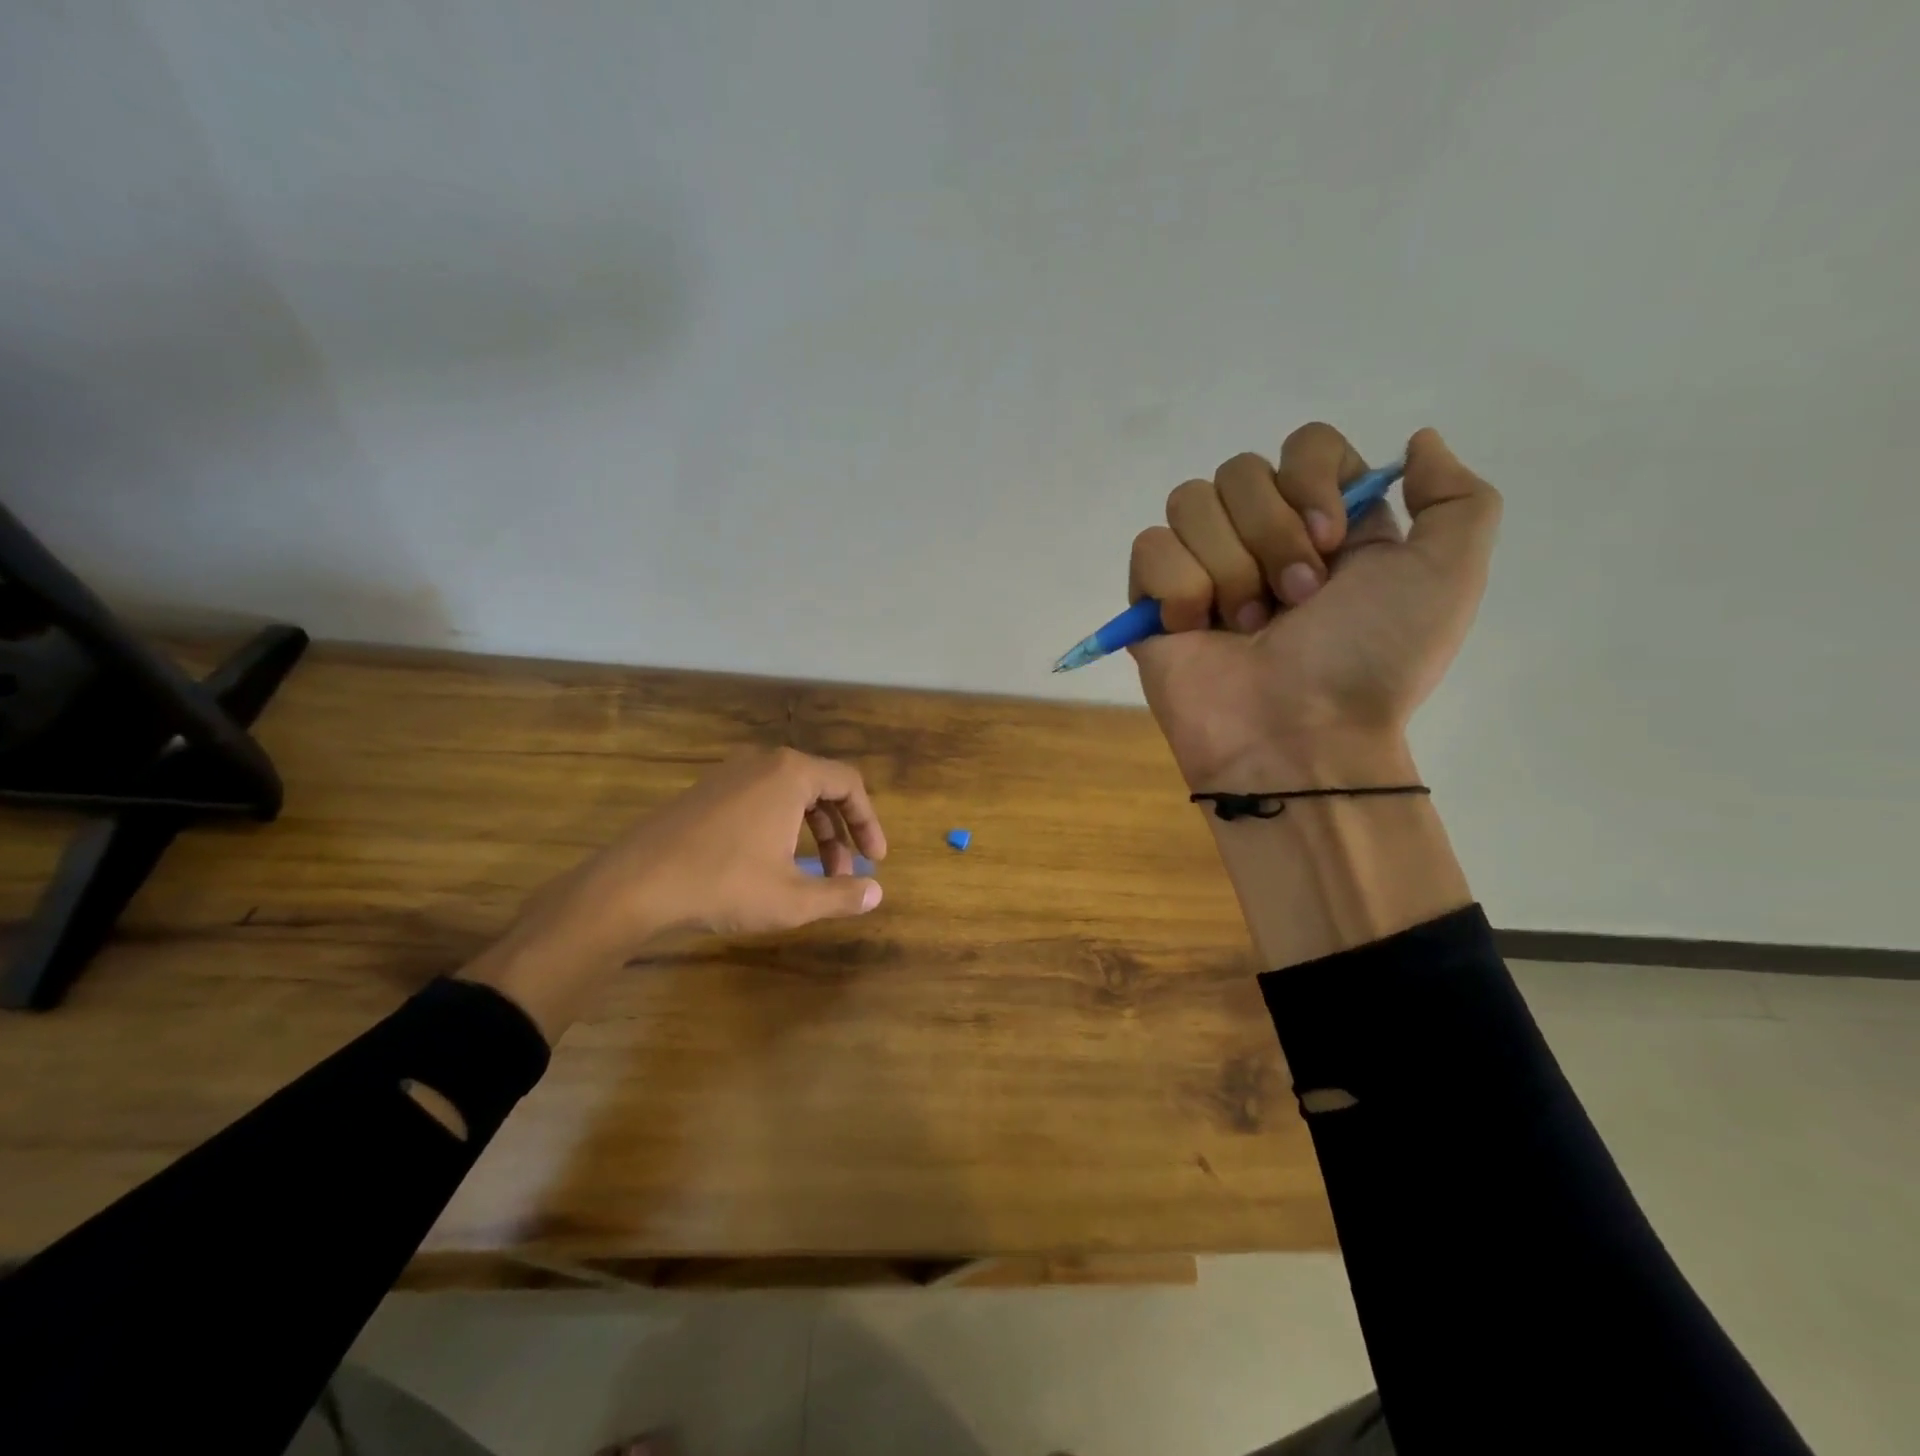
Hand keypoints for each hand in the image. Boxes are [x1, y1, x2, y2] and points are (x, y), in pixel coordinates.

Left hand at [462, 749, 886, 1038]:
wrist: (635, 884)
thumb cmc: (724, 884)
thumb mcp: (792, 899)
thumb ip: (841, 894)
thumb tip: (876, 893)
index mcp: (791, 774)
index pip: (849, 785)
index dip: (869, 823)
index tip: (875, 859)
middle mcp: (763, 763)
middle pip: (821, 788)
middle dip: (839, 833)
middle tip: (845, 873)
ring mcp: (730, 774)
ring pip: (789, 796)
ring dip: (810, 833)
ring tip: (811, 875)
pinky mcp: (706, 791)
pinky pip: (760, 800)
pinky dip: (780, 827)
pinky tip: (771, 865)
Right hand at [1129, 425, 1500, 786]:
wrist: (1299, 738)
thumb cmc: (1371, 661)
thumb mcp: (1448, 575)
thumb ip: (1456, 497)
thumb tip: (1417, 440)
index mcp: (1325, 524)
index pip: (1304, 445)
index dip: (1312, 478)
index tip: (1330, 539)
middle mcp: (1260, 537)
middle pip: (1240, 470)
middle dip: (1270, 536)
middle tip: (1294, 602)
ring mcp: (1202, 568)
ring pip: (1189, 502)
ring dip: (1229, 567)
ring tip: (1247, 627)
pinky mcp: (1153, 601)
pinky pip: (1150, 547)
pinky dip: (1179, 587)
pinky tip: (1197, 629)